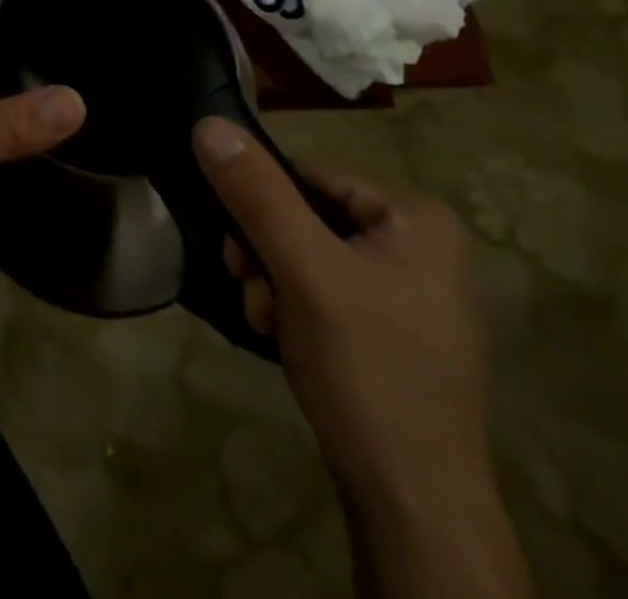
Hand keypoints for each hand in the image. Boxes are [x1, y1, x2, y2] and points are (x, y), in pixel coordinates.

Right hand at [193, 120, 525, 598]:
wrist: (414, 505)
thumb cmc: (367, 369)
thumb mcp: (304, 271)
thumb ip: (256, 194)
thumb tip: (207, 124)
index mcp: (416, 218)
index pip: (307, 176)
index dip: (261, 207)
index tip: (238, 254)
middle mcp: (419, 244)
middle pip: (304, 216)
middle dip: (265, 254)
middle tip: (253, 294)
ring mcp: (407, 290)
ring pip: (306, 254)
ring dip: (272, 283)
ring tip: (270, 324)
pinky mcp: (391, 329)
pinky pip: (322, 289)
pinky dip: (293, 308)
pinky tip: (287, 340)